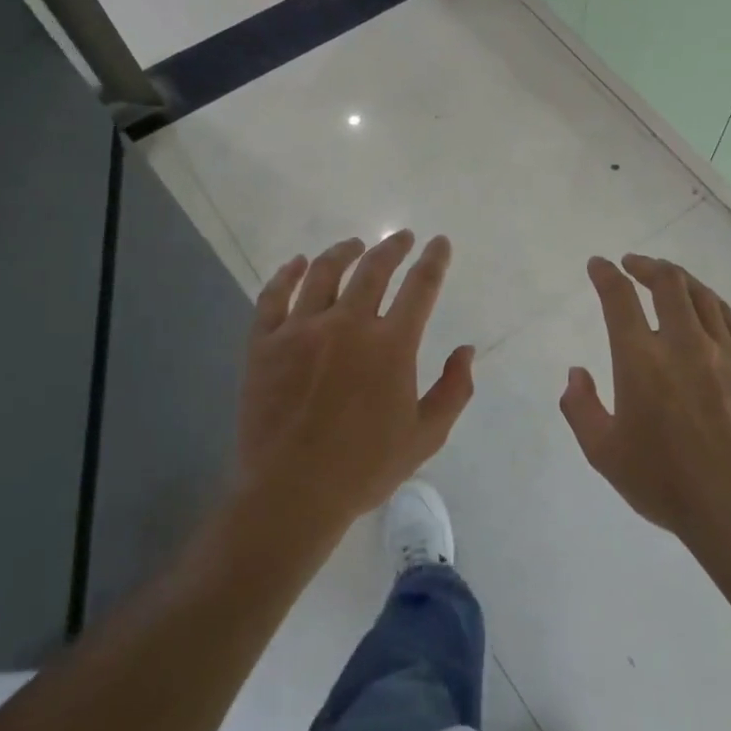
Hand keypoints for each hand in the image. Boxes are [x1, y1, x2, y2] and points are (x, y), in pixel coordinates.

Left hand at [236, 231, 474, 531]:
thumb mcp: (426, 436)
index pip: (420, 287)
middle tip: (401, 238)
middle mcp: (348, 324)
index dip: (433, 261)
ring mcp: (301, 329)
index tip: (439, 243)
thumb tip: (466, 351)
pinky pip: (274, 296)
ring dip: (343, 252)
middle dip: (392, 248)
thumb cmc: (365, 468)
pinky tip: (297, 264)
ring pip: (324, 273)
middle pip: (373, 269)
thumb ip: (454, 390)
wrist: (292, 493)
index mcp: (391, 345)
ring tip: (353, 244)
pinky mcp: (265, 343)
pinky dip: (288, 274)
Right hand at [560, 254, 730, 546]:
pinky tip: (708, 307)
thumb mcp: (603, 453)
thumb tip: (577, 373)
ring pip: (703, 297)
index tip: (598, 265)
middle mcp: (684, 344)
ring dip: (680, 279)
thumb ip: (580, 408)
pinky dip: (713, 304)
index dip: (605, 275)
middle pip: (668, 283)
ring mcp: (726, 354)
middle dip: (646, 265)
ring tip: (667, 277)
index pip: (619, 299)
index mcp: (641, 360)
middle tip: (633, 264)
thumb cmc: (664, 483)